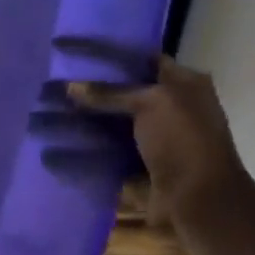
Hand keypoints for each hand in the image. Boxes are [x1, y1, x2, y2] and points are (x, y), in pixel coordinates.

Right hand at [68, 59, 249, 226]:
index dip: (115, 56)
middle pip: (129, 90)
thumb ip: (109, 92)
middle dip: (97, 86)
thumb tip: (69, 86)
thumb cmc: (183, 140)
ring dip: (92, 116)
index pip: (146, 60)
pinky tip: (66, 134)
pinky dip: (93, 143)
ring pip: (118, 118)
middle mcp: (174, 106)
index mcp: (186, 84)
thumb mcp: (149, 103)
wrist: (198, 200)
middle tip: (61, 78)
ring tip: (56, 105)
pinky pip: (112, 146)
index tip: (80, 54)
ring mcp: (159, 136)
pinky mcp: (143, 161)